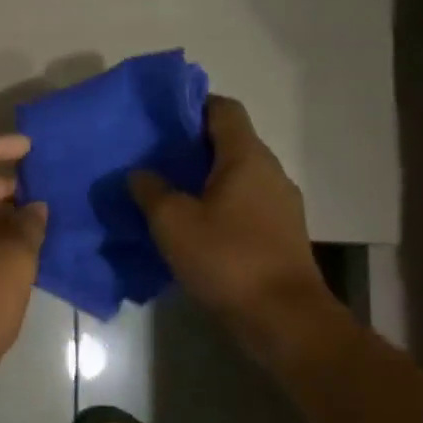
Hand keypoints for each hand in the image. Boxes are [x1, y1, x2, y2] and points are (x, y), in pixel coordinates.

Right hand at [128, 96, 332, 344]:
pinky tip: (191, 224)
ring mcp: (279, 204)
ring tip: (166, 190)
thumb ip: (151, 190)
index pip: (223, 109)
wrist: (283, 318)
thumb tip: (139, 172)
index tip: (160, 115)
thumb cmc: (226, 258)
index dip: (192, 104)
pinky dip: (217, 204)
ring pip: (236, 175)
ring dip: (203, 178)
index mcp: (246, 157)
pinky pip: (243, 204)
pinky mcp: (279, 233)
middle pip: (229, 142)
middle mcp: (269, 172)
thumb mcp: (172, 222)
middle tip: (152, 154)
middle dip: (191, 144)